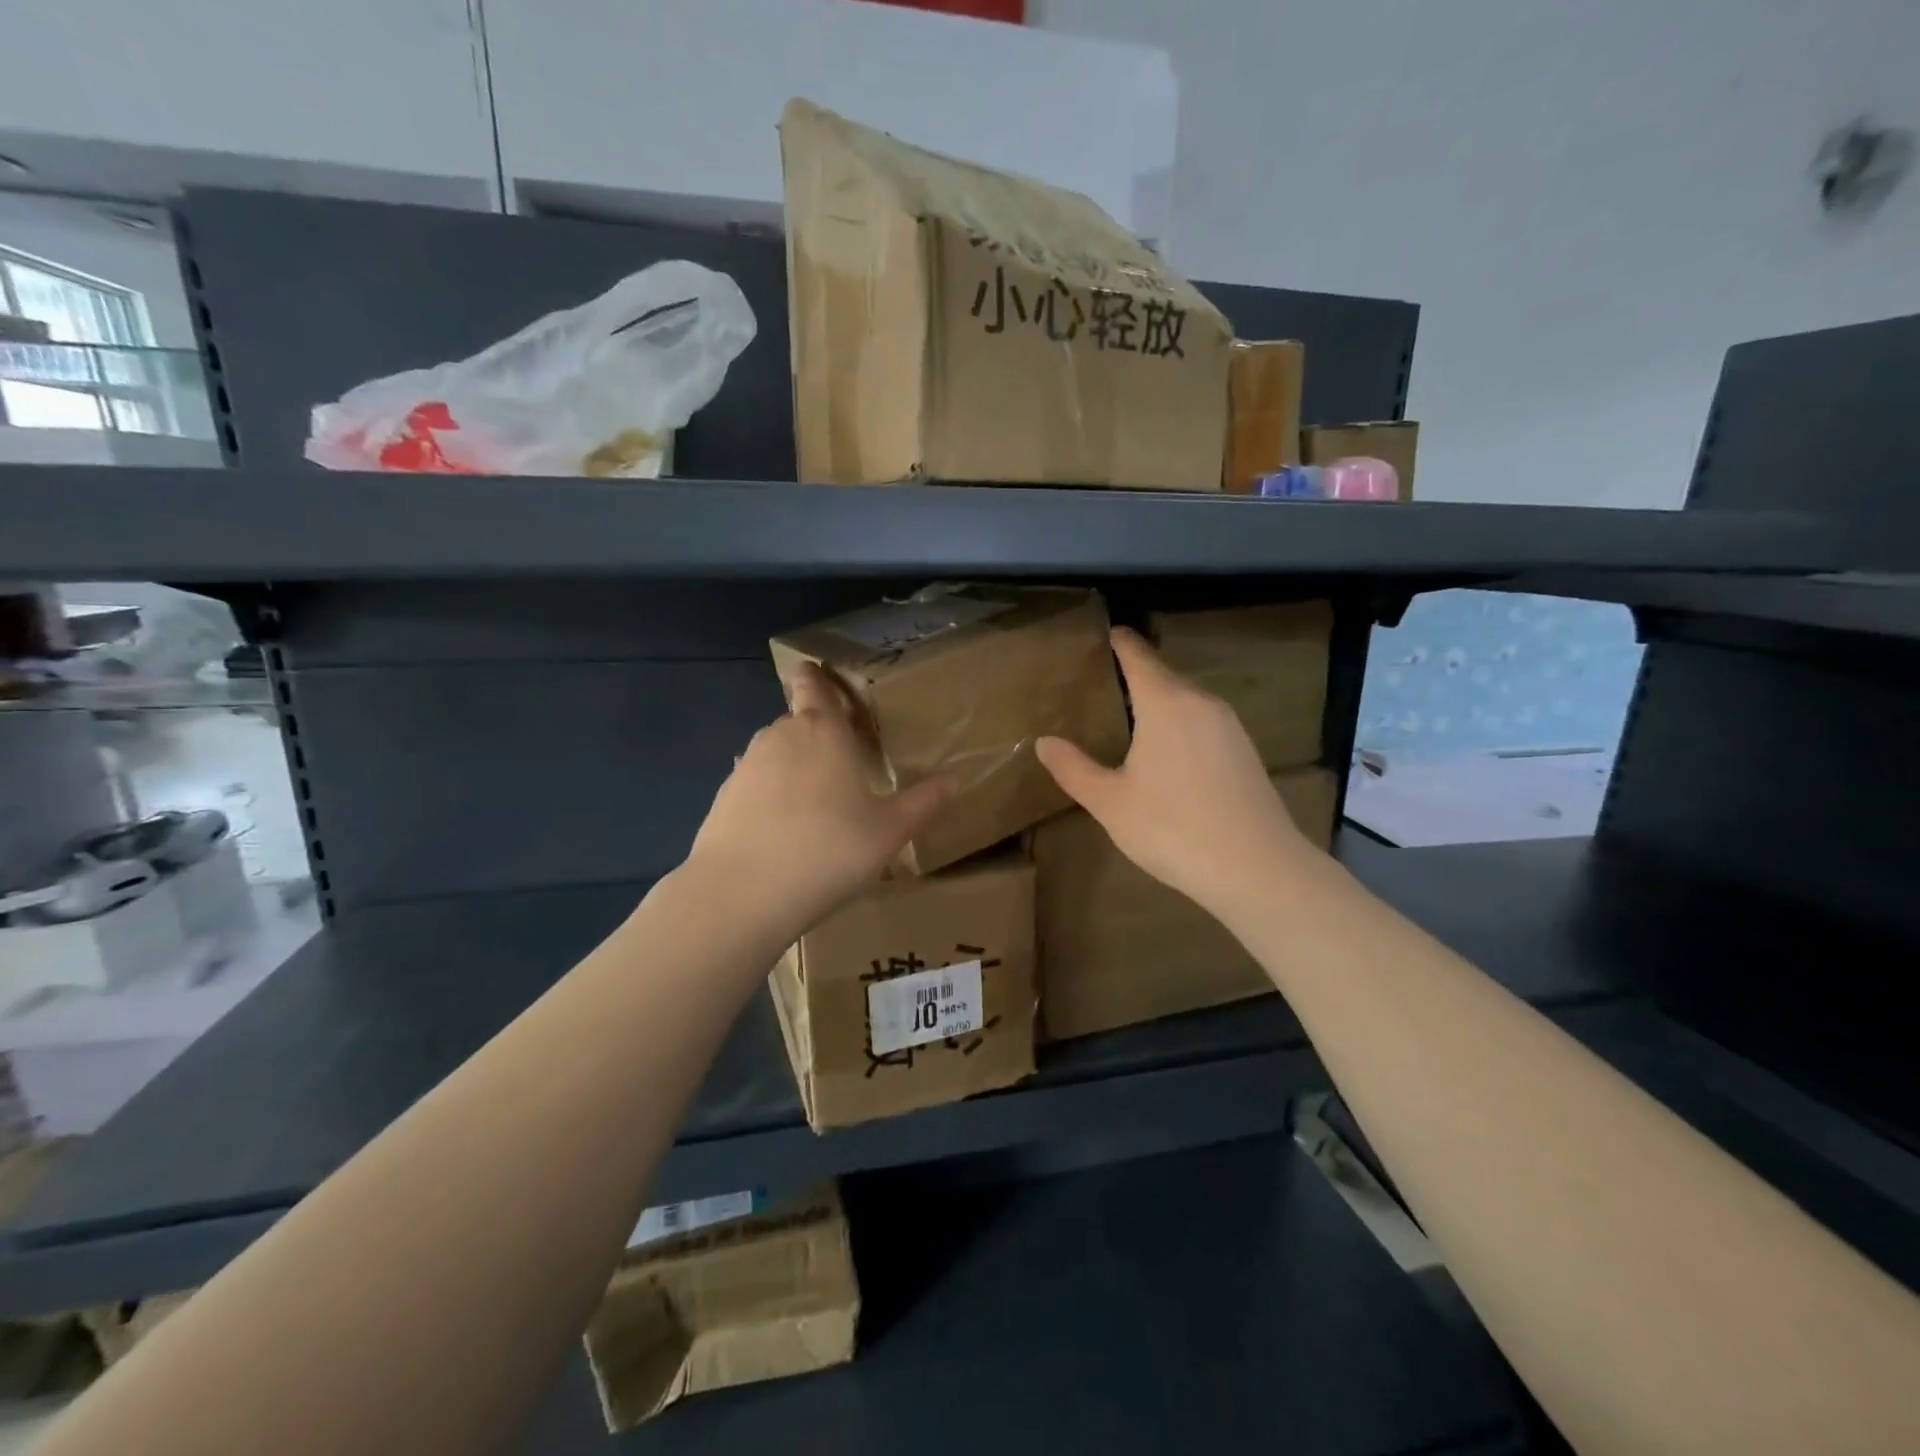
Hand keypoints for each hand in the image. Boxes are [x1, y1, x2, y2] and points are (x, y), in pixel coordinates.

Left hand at [688, 662, 954, 929]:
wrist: (743, 893)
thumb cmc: (829, 849)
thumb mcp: (889, 831)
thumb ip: (923, 803)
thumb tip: (955, 782)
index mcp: (823, 730)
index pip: (814, 686)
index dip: (816, 677)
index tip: (821, 677)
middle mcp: (780, 736)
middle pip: (799, 721)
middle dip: (817, 734)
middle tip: (842, 762)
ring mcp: (746, 765)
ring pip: (776, 753)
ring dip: (794, 767)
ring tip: (816, 802)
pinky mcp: (723, 797)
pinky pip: (755, 785)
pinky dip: (769, 797)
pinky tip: (783, 830)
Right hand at [1036, 628, 1314, 920]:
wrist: (1257, 869)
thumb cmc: (1173, 828)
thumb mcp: (1111, 802)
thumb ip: (1074, 768)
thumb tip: (1043, 742)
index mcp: (1166, 703)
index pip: (1137, 655)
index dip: (1118, 641)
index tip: (1101, 632)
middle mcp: (1201, 702)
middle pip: (1162, 675)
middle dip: (1133, 673)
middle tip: (1099, 681)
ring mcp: (1229, 725)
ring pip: (1185, 699)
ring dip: (1157, 700)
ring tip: (1127, 715)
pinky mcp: (1245, 750)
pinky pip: (1202, 721)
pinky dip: (1179, 722)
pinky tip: (1166, 750)